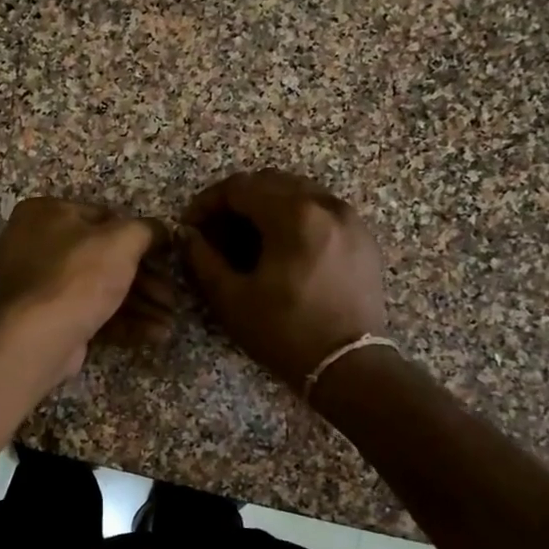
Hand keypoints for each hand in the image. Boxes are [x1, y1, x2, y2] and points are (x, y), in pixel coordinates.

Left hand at [0, 198, 174, 377]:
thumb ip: (147, 230)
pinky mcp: (46, 319)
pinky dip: (122, 322)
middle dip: (145, 281)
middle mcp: (34, 245)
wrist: (39, 337)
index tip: (164, 256)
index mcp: (43, 213)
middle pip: (103, 258)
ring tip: (169, 321)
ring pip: (98, 288)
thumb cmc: (78, 275)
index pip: (102, 217)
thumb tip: (163, 232)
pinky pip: (89, 312)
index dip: (138, 238)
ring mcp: (38, 285)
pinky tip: (154, 334)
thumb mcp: (122, 240)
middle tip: (171, 297)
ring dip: (139, 305)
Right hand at [181, 170, 387, 385]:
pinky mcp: (362, 237)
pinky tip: (281, 248)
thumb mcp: (231, 298)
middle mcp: (325, 205)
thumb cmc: (285, 332)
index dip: (207, 203)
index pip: (239, 187)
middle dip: (236, 201)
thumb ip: (202, 258)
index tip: (191, 226)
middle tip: (216, 232)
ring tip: (246, 240)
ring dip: (265, 206)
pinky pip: (320, 209)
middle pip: (269, 182)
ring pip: (297, 192)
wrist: (349, 366)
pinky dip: (294, 217)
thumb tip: (187, 233)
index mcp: (293, 215)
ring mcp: (349, 219)